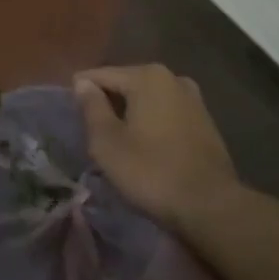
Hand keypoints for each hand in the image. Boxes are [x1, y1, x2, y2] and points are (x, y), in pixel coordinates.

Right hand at [75, 65, 238, 230]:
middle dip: (107, 102)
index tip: (67, 110)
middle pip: (126, 83)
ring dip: (130, 113)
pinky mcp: (205, 120)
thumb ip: (92, 107)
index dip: (81, 91)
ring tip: (114, 137)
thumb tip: (82, 83)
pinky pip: (166, 112)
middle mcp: (172, 77)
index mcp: (147, 76)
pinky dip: (151, 122)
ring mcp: (193, 98)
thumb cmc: (151, 171)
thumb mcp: (108, 142)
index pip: (101, 75)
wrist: (210, 205)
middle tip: (89, 128)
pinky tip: (144, 144)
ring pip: (148, 99)